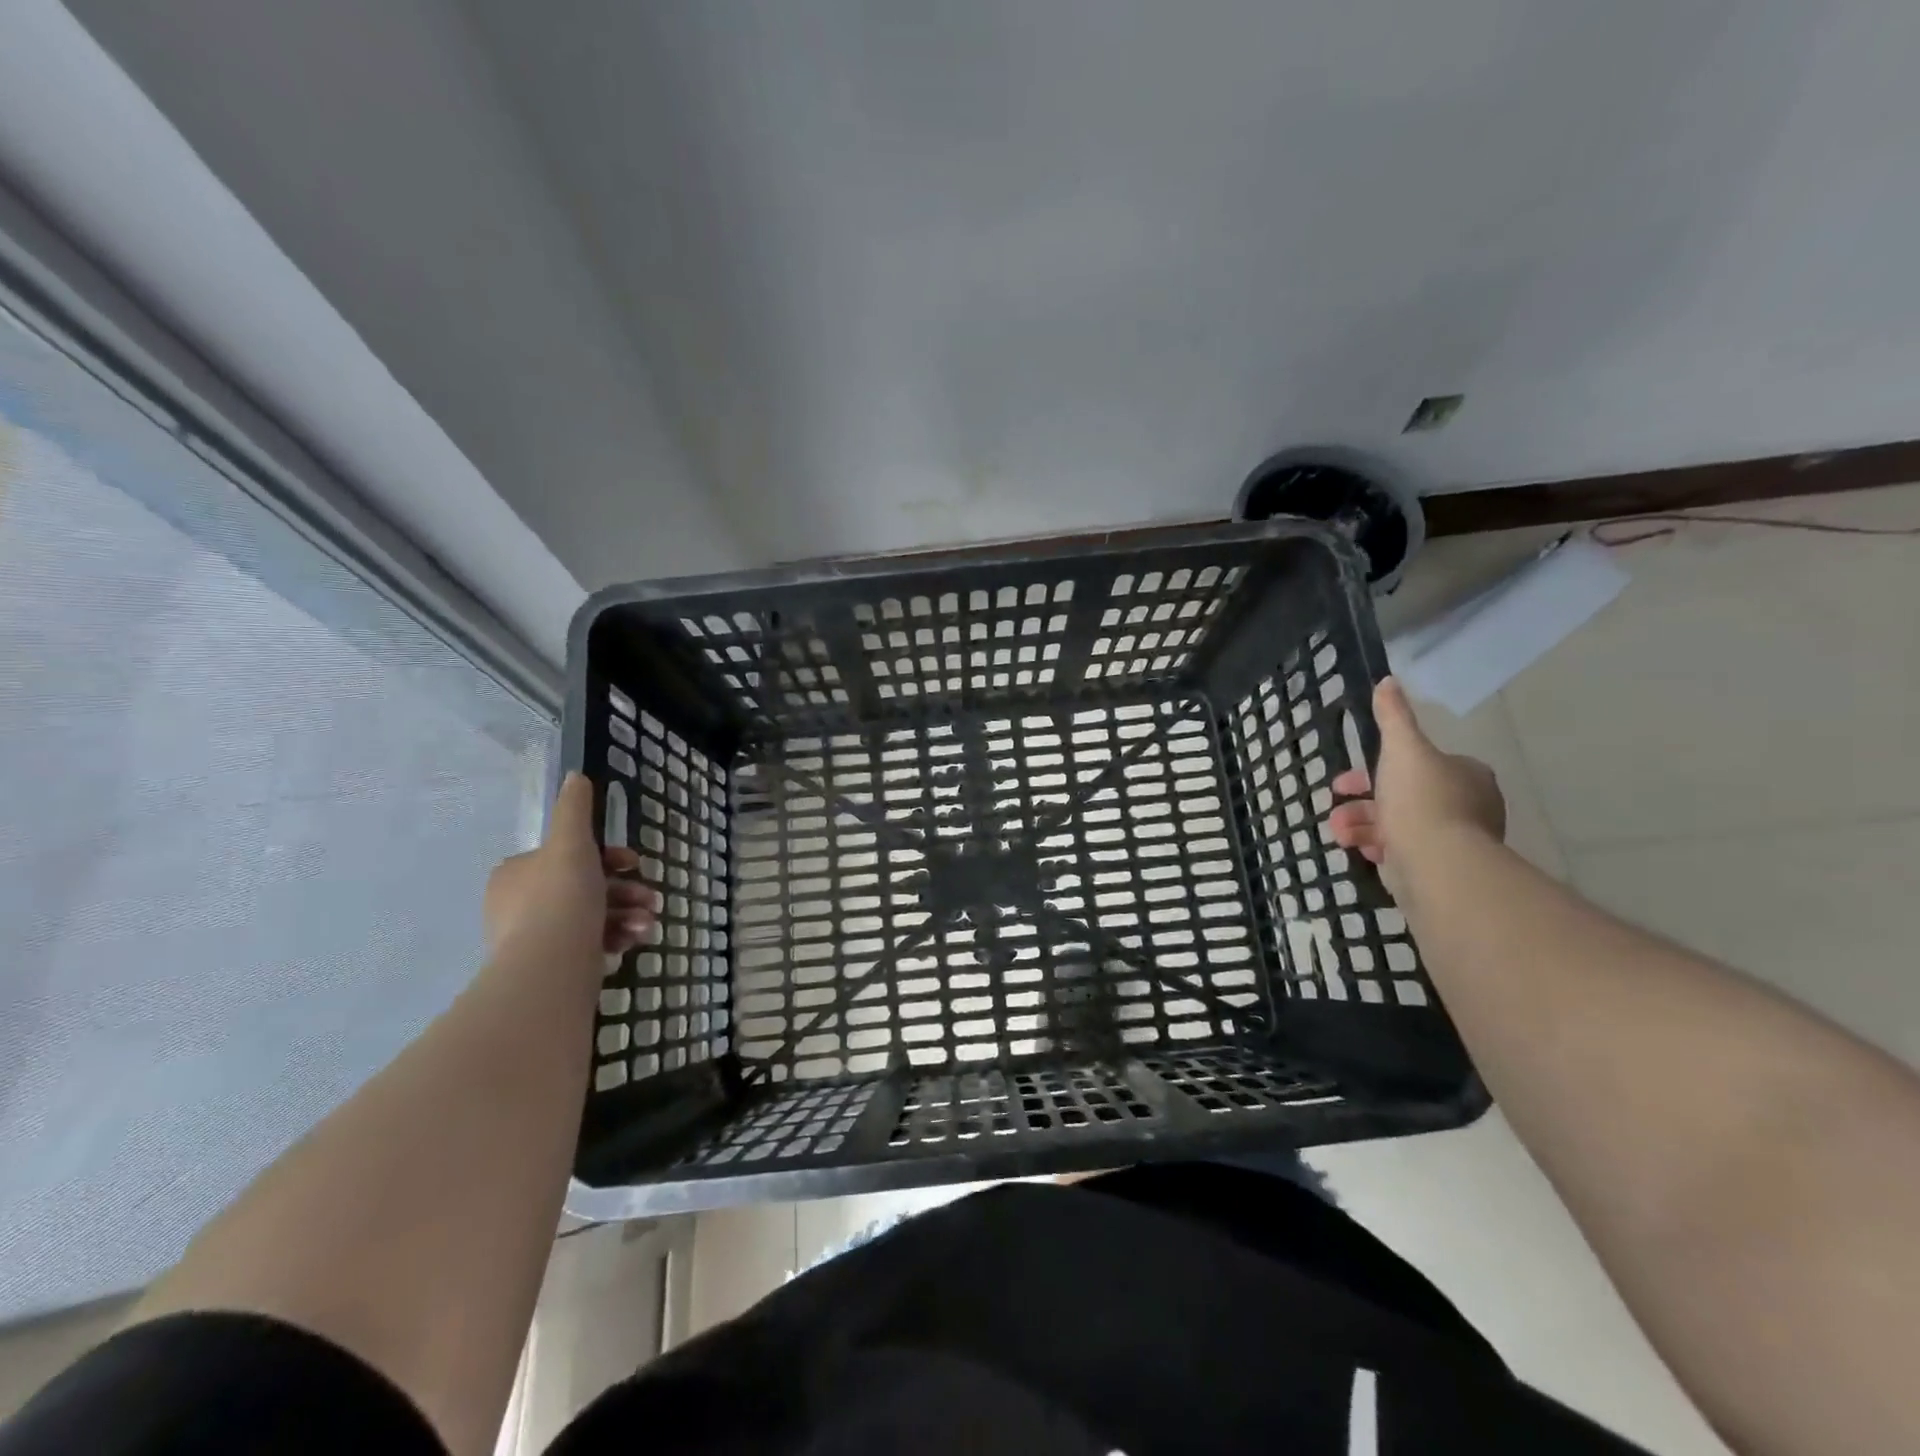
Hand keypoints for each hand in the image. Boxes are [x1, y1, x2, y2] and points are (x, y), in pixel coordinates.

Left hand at [484, 772, 657, 963]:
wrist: (550, 966)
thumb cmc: (562, 896)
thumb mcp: (572, 842)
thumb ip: (575, 809)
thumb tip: (575, 776)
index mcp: (517, 873)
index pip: (568, 856)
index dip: (608, 857)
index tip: (635, 863)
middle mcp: (519, 905)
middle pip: (585, 887)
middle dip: (625, 891)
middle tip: (652, 898)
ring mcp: (533, 939)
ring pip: (592, 917)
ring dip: (628, 916)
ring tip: (648, 925)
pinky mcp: (550, 968)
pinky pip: (589, 945)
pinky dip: (616, 939)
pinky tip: (635, 942)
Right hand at [1328, 678, 1504, 892]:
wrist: (1437, 862)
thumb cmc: (1421, 799)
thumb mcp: (1402, 749)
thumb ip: (1393, 717)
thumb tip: (1388, 681)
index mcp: (1465, 773)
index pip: (1420, 764)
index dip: (1378, 768)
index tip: (1346, 779)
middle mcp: (1468, 804)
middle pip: (1404, 795)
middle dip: (1363, 801)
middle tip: (1336, 805)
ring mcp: (1456, 839)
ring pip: (1400, 824)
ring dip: (1363, 825)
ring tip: (1340, 832)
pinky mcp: (1442, 867)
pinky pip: (1404, 851)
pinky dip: (1378, 847)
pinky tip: (1360, 850)